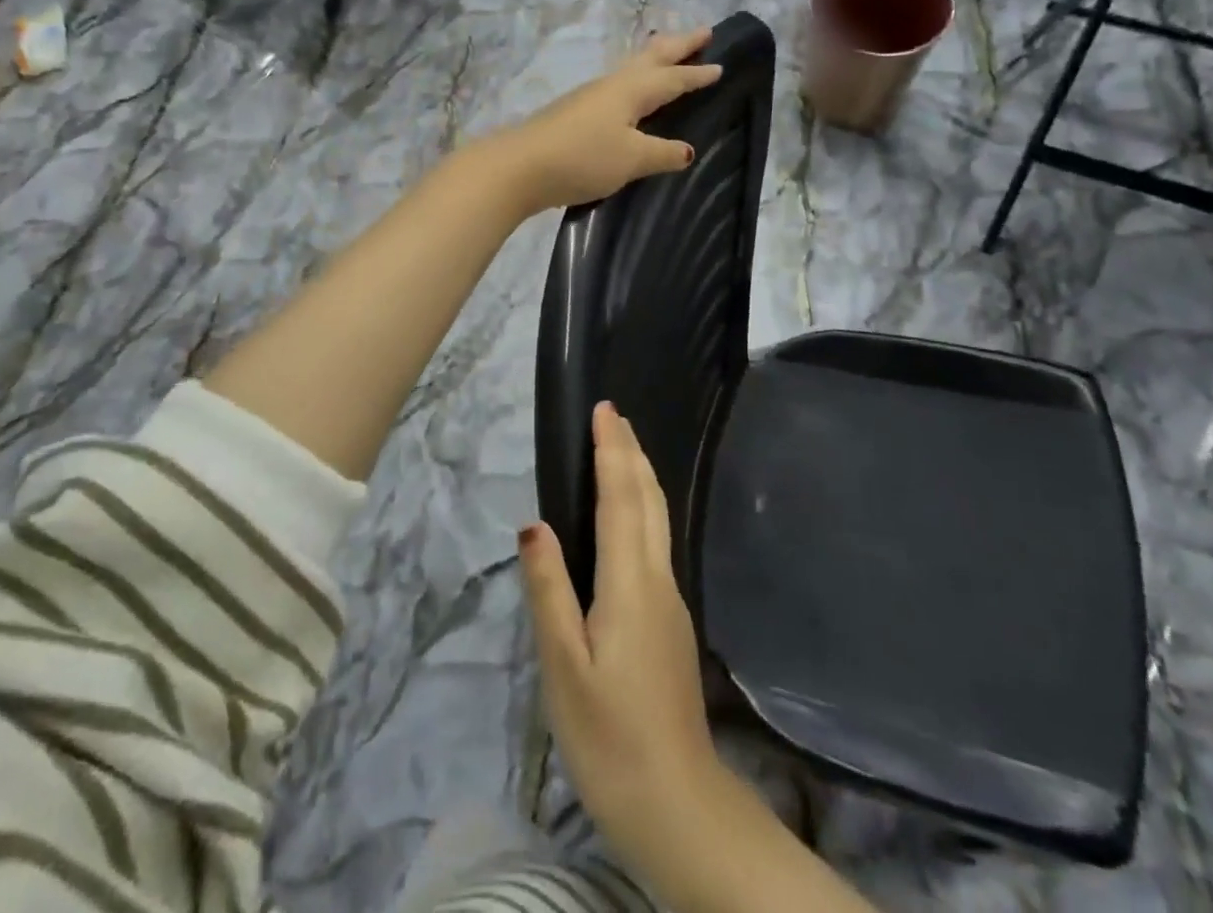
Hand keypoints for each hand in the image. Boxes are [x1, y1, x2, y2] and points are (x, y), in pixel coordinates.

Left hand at [500, 29, 721, 214]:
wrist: (519, 167)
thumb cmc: (583, 158)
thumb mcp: (631, 159)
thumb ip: (661, 152)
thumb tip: (687, 150)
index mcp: (631, 91)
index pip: (672, 78)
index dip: (696, 74)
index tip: (720, 64)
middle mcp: (611, 86)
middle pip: (650, 58)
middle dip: (678, 45)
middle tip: (703, 32)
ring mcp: (588, 97)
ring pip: (630, 68)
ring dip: (654, 58)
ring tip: (668, 54)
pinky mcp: (573, 113)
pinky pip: (615, 88)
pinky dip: (634, 81)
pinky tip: (629, 96)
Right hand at [521, 403, 722, 881]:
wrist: (678, 804)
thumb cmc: (609, 737)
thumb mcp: (563, 668)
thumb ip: (549, 591)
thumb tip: (535, 524)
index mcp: (630, 583)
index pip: (621, 498)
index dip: (613, 450)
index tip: (605, 409)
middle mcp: (658, 579)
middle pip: (649, 499)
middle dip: (632, 452)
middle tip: (614, 416)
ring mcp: (672, 600)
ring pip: (659, 519)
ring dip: (641, 476)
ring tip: (623, 449)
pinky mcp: (672, 621)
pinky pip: (657, 542)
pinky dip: (644, 508)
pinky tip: (632, 516)